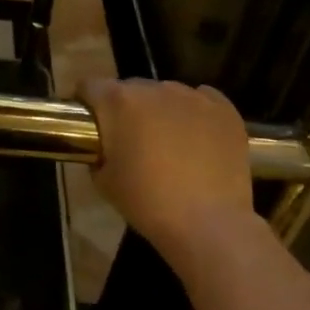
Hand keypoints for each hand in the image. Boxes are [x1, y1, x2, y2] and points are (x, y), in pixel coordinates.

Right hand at [79, 78, 255, 266]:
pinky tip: (197, 137)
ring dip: (160, 110)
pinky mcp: (224, 109)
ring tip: (168, 141)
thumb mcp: (103, 180)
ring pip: (167, 93)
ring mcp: (192, 96)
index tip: (90, 122)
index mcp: (118, 101)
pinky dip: (194, 113)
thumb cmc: (147, 202)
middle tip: (130, 139)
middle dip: (125, 108)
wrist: (208, 223)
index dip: (86, 101)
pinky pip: (201, 100)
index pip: (90, 86)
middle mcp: (154, 89)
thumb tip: (105, 147)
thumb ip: (98, 152)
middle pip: (130, 88)